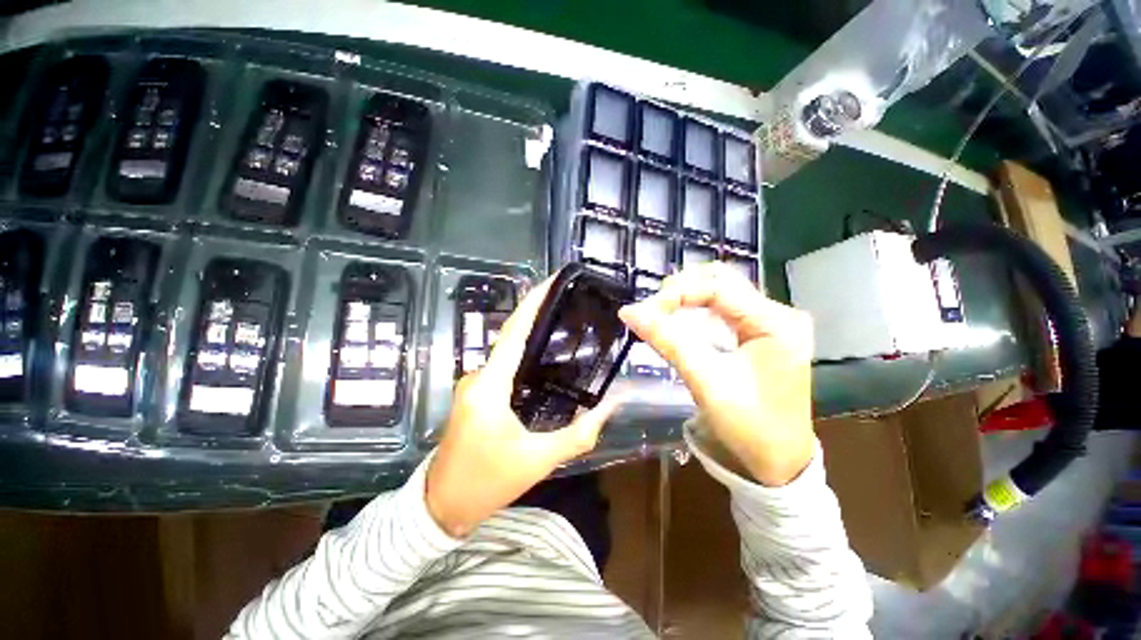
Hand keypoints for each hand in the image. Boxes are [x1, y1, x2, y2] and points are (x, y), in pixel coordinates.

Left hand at [425, 278, 623, 537]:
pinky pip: (502, 365)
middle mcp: (477, 376)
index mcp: (489, 386)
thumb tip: (610, 407)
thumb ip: (578, 433)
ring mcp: (472, 383)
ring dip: (531, 335)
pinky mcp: (474, 392)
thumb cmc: (488, 481)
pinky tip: (543, 358)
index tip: (551, 280)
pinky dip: (523, 354)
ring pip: (506, 351)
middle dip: (537, 314)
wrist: (443, 505)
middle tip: (569, 303)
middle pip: (510, 336)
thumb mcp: (539, 460)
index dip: (532, 303)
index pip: (514, 333)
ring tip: (562, 326)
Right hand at [618, 263, 813, 485]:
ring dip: (689, 297)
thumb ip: (667, 341)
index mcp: (775, 323)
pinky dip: (698, 310)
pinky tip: (680, 319)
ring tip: (660, 313)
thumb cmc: (748, 426)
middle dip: (683, 290)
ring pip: (723, 292)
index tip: (644, 310)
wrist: (779, 464)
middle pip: (723, 281)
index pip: (718, 287)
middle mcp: (779, 315)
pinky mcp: (762, 334)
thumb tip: (629, 311)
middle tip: (653, 310)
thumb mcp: (704, 380)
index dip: (677, 293)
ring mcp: (772, 324)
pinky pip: (725, 309)